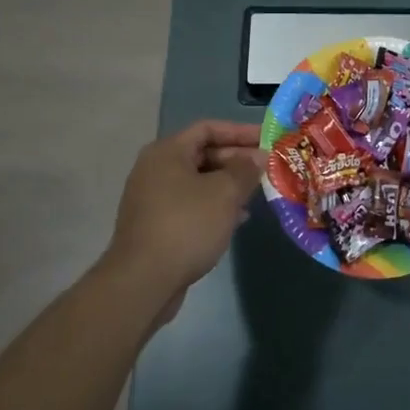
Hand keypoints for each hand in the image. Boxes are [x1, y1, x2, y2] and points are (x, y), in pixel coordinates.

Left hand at [102, 120, 266, 318]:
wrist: (142, 281)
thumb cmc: (186, 226)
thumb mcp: (224, 194)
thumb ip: (245, 170)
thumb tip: (257, 157)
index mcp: (167, 152)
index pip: (208, 128)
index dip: (239, 131)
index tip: (266, 139)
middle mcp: (155, 169)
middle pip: (202, 154)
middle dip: (236, 160)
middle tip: (266, 169)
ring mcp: (153, 198)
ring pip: (198, 181)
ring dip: (228, 184)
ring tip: (256, 193)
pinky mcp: (155, 224)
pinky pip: (190, 204)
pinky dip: (214, 205)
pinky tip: (236, 219)